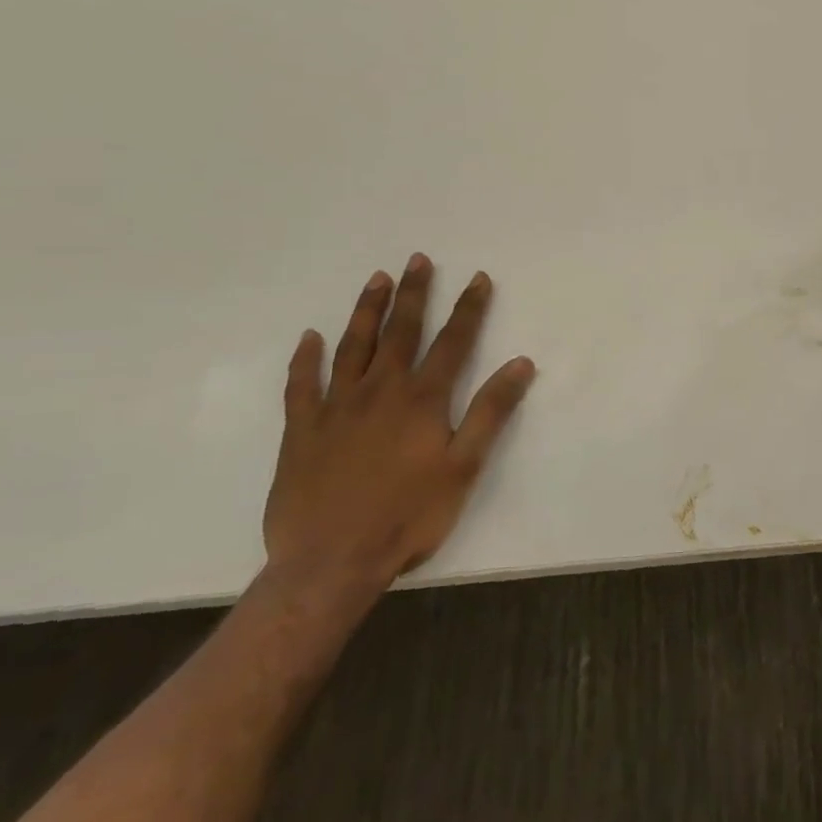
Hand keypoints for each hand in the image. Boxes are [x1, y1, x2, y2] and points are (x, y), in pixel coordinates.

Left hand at [265, 254, 535, 600]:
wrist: (330, 562)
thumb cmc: (408, 515)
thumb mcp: (464, 466)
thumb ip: (491, 411)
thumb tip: (521, 363)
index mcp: (422, 400)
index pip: (453, 342)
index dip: (469, 308)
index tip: (478, 277)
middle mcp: (380, 391)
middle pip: (401, 332)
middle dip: (414, 293)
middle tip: (418, 259)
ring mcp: (336, 408)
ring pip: (353, 346)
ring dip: (367, 311)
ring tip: (376, 280)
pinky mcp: (301, 431)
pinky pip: (301, 385)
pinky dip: (305, 359)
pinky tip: (309, 338)